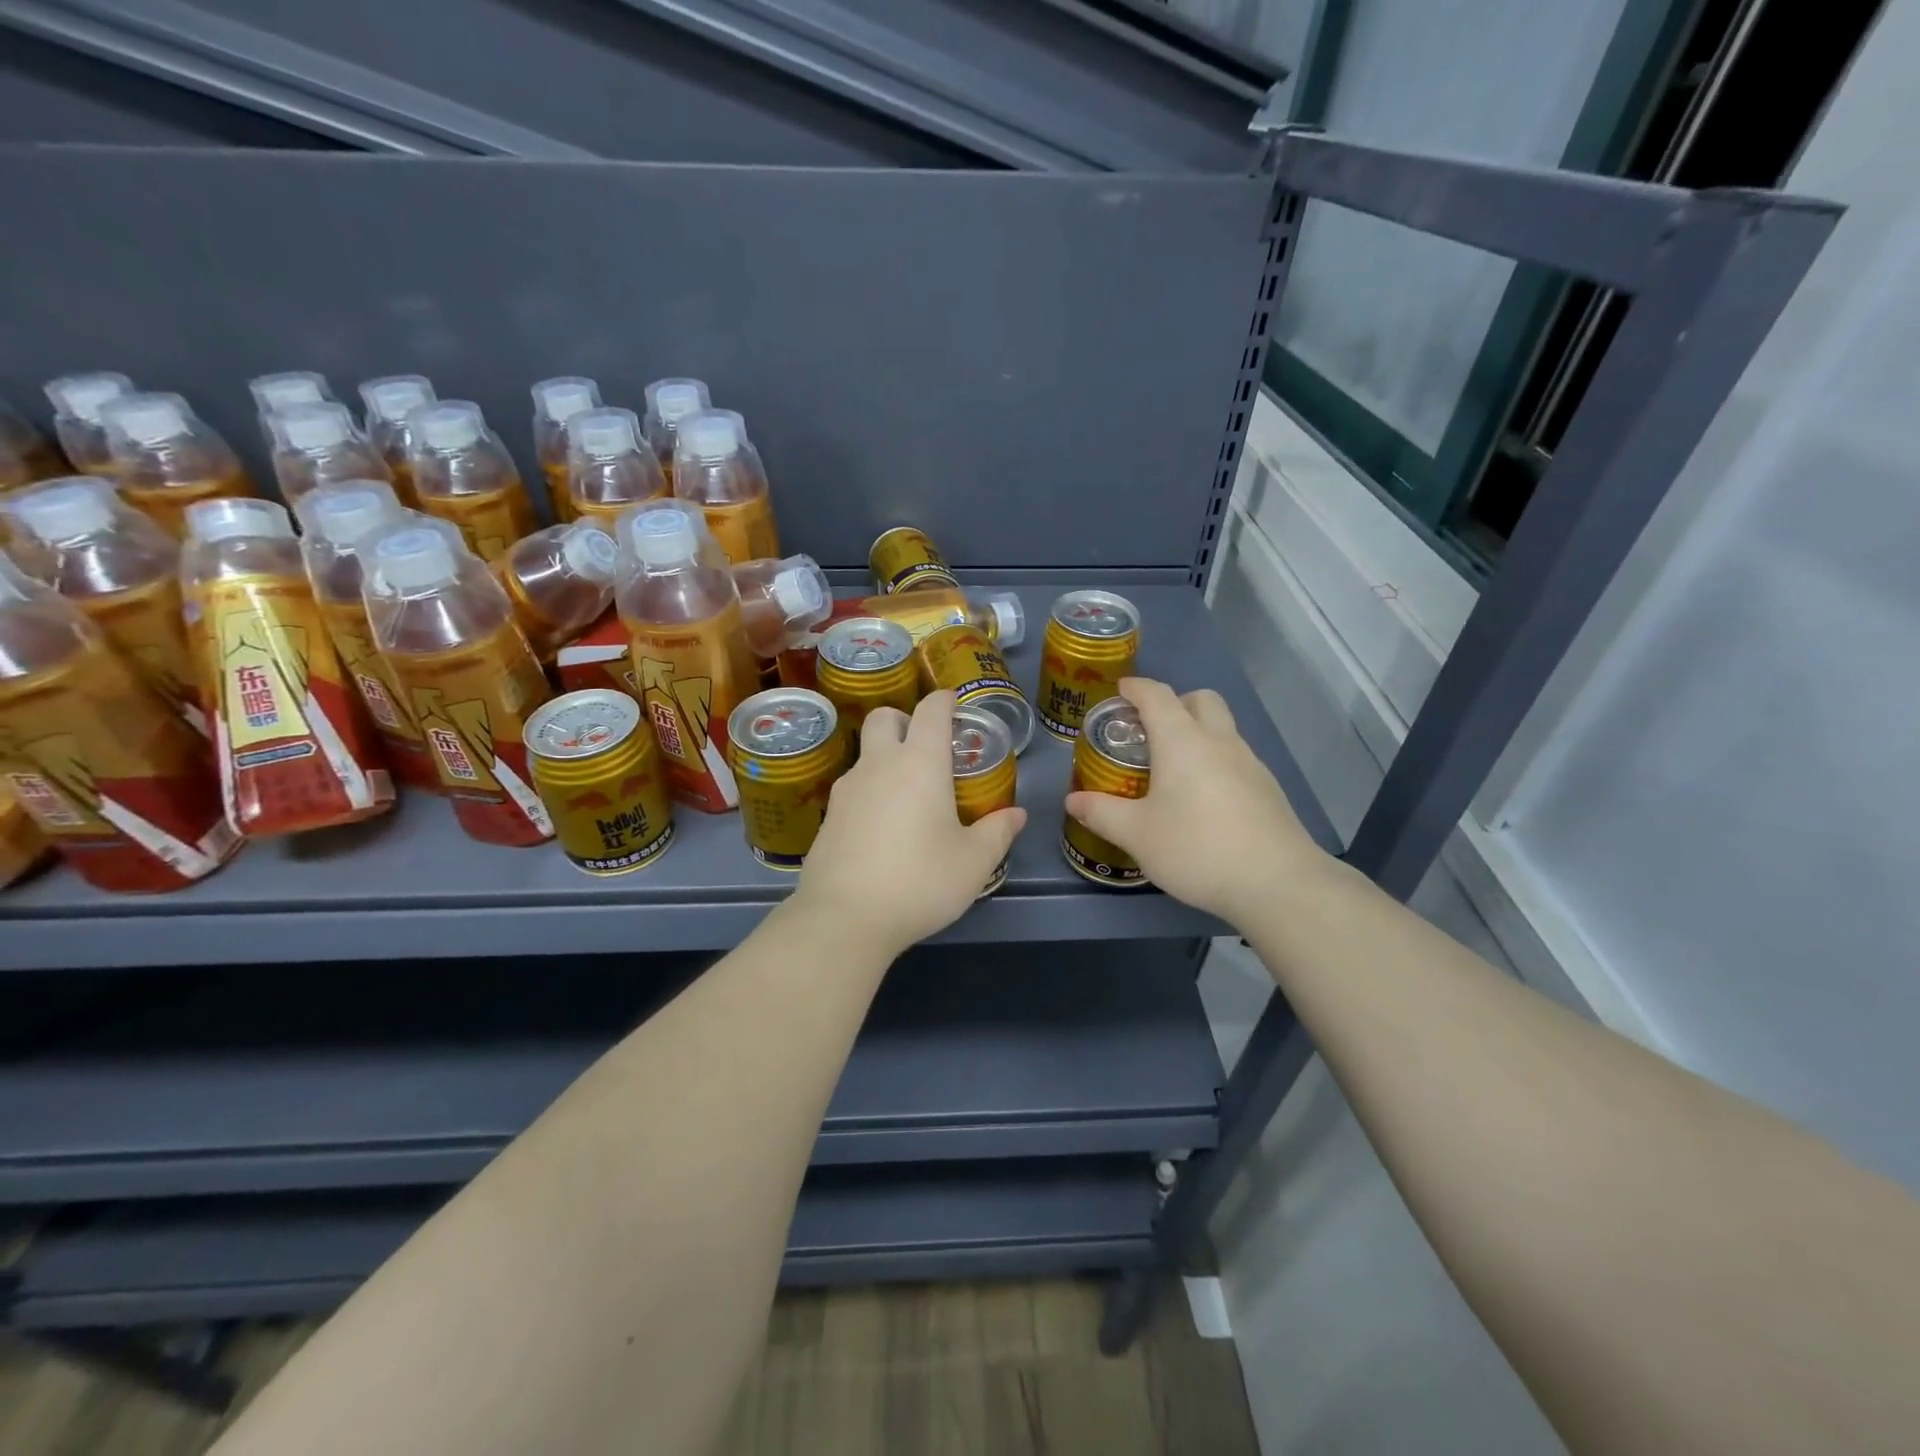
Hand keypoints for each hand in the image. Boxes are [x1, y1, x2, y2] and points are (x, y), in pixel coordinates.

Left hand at [794, 691, 1027, 958]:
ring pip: (865, 754)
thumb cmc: (920, 881)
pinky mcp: (828, 817)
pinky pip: (853, 789)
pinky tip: (882, 828)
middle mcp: (879, 765)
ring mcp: (847, 790)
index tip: (955, 704)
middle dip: (905, 719)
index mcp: (919, 763)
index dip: (945, 700)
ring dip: (885, 758)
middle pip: (884, 717)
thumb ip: (997, 832)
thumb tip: (1016, 815)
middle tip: (926, 746)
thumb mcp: (973, 862)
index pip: (931, 710)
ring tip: (908, 795)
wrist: (845, 918)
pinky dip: (870, 792)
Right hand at [1064, 677, 1324, 927]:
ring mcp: (1250, 763)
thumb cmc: (1196, 848)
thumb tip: (1072, 800)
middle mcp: (1219, 741)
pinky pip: (1236, 758)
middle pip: (1200, 700)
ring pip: (1222, 729)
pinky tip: (1203, 800)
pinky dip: (1215, 761)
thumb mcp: (1137, 834)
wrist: (1277, 882)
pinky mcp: (1268, 789)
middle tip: (1150, 730)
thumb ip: (1102, 813)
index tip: (1120, 690)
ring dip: (1198, 733)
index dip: (1136, 688)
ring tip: (1173, 769)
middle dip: (1175, 702)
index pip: (1157, 696)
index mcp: (1182, 741)